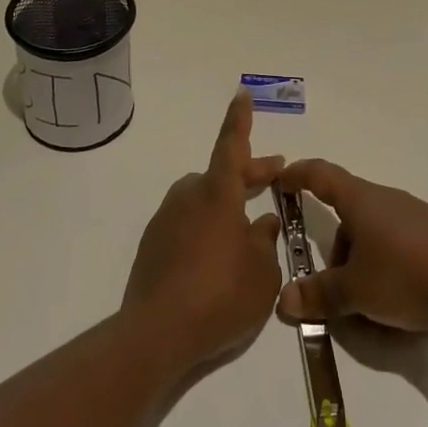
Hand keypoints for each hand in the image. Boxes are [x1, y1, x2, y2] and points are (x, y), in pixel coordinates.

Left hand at [123, 93, 284, 372]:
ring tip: (248, 227)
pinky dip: (205, 227)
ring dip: (226, 203)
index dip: (239, 119)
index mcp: (217, 193)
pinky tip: (217, 257)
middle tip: (275, 173)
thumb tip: (261, 223)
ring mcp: (167, 219)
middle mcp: (189, 196)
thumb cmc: (220, 295)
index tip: (241, 92)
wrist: (156, 334)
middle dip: (250, 171)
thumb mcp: (261, 273)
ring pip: (203, 198)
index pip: (231, 144)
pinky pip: (186, 223)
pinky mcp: (153, 245)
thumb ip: (265, 242)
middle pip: (222, 173)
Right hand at [275, 160, 427, 331]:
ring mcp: (415, 219)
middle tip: (330, 286)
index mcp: (361, 201)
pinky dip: (388, 271)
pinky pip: (399, 250)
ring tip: (365, 304)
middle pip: (349, 215)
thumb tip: (284, 299)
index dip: (298, 175)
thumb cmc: (407, 274)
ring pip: (374, 236)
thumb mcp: (355, 291)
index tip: (281, 178)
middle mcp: (386, 202)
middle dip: (336, 249)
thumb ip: (319, 294)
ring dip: (362, 264)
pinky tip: (398, 304)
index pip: (321, 176)